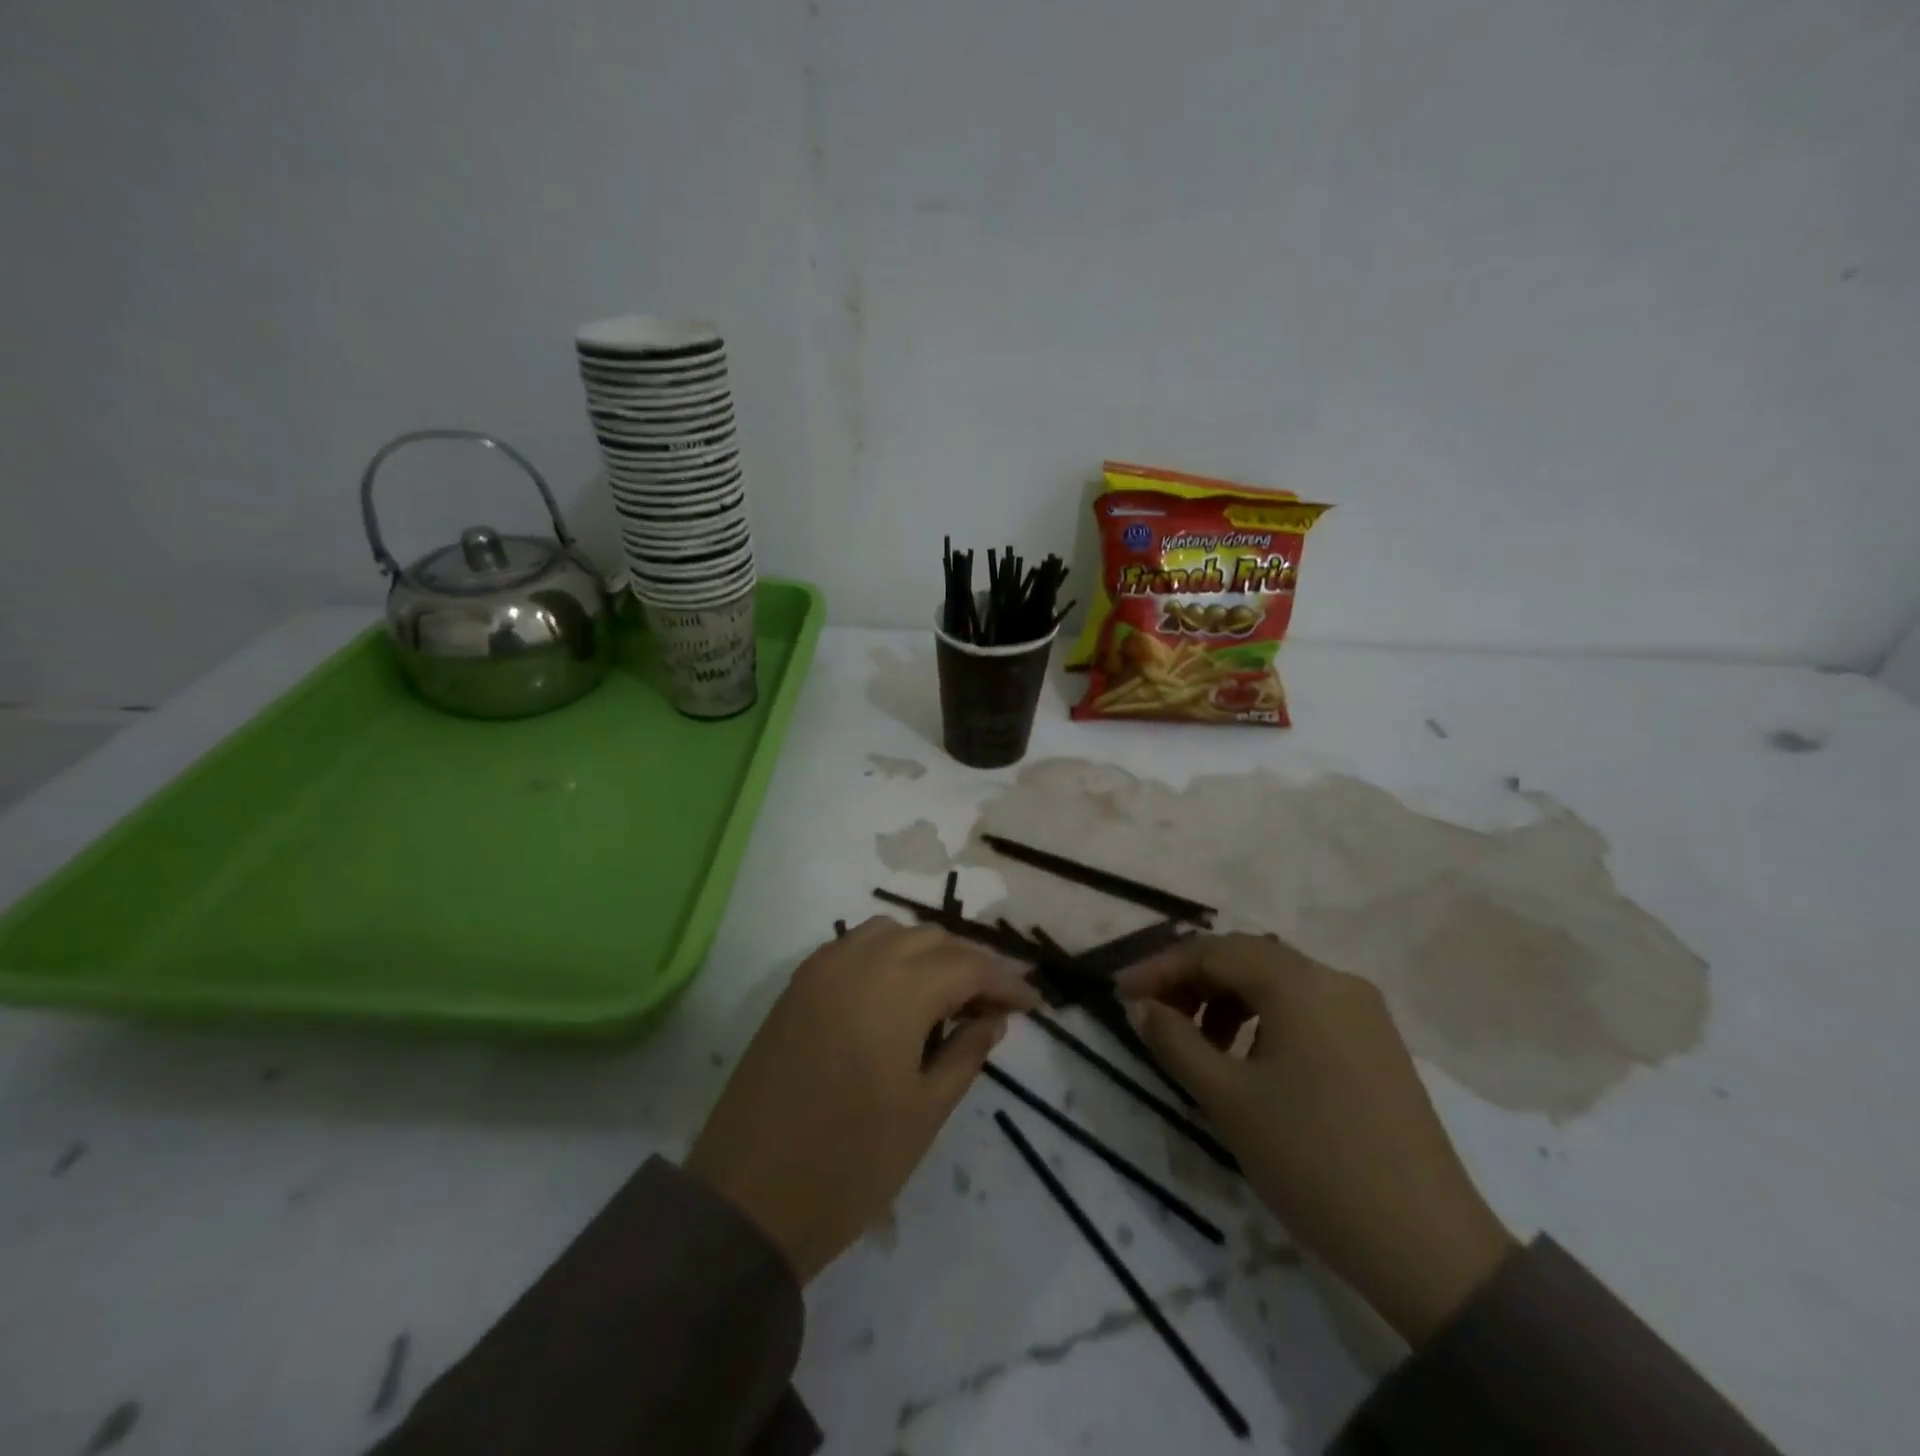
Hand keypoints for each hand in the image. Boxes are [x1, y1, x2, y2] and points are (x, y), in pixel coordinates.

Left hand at [685, 918, 1039, 1282]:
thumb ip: (965, 1054)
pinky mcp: (797, 985)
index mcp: (897, 990)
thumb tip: (993, 1020)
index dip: (1005, 982)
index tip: (1033, 1005)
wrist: (746, 1199)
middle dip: (969, 966)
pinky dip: (886, 957)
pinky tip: (896, 995)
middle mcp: (859, 961)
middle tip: (992, 1008)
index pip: (968, 966)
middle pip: (932, 940)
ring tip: (946, 998)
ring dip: (927, 954)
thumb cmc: (849, 1164)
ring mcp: (822, 968)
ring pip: (891, 934)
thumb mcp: (924, 1113)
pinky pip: (854, 947)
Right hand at [1117, 934, 1515, 1345]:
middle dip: (1191, 980)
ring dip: (1226, 1000)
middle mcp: (1334, 980)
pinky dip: (1262, 1019)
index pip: (1213, 952)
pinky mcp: (1376, 1043)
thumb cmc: (1313, 1163)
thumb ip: (1174, 1040)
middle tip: (1152, 1015)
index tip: (1121, 994)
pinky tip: (1246, 1058)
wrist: (1429, 1249)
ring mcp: (1362, 1011)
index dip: (1160, 968)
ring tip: (1196, 1044)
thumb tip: (1139, 1006)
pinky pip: (1304, 1008)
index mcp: (1299, 983)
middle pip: (1245, 958)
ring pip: (1275, 982)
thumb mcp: (1228, 1099)